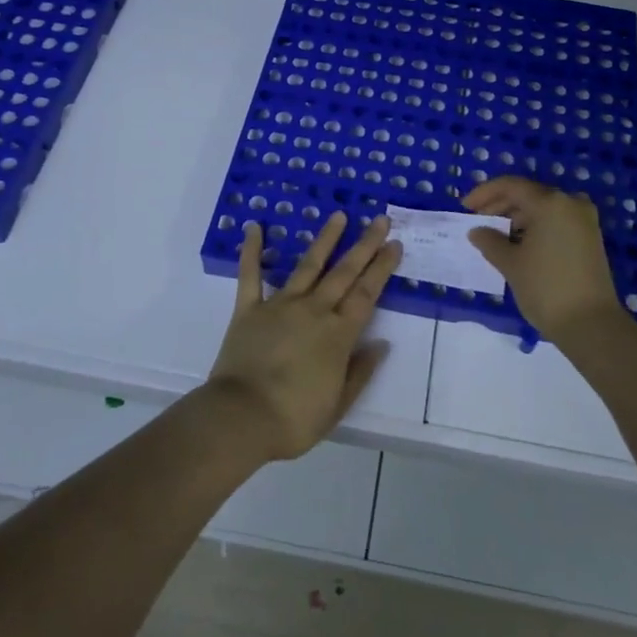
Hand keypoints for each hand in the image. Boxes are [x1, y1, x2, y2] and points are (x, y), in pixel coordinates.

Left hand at [205, 212, 401, 461]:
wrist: (241, 418)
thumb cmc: (294, 419)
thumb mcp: (337, 405)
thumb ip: (360, 372)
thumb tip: (381, 344)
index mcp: (338, 335)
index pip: (366, 294)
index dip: (382, 268)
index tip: (394, 245)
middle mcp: (314, 311)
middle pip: (344, 273)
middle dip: (364, 245)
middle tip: (380, 220)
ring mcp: (280, 306)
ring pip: (308, 266)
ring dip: (325, 240)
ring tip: (339, 216)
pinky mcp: (249, 309)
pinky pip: (251, 275)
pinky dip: (253, 250)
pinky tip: (255, 227)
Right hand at [465, 177, 627, 341]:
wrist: (591, 325)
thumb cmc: (546, 288)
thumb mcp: (511, 264)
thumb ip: (490, 241)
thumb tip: (477, 231)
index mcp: (550, 203)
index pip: (511, 186)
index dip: (484, 193)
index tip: (465, 207)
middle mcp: (570, 203)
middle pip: (528, 194)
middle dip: (500, 205)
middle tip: (478, 221)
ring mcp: (584, 220)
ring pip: (543, 208)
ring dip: (517, 217)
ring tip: (495, 236)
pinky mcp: (590, 237)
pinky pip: (556, 221)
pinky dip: (535, 227)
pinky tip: (518, 243)